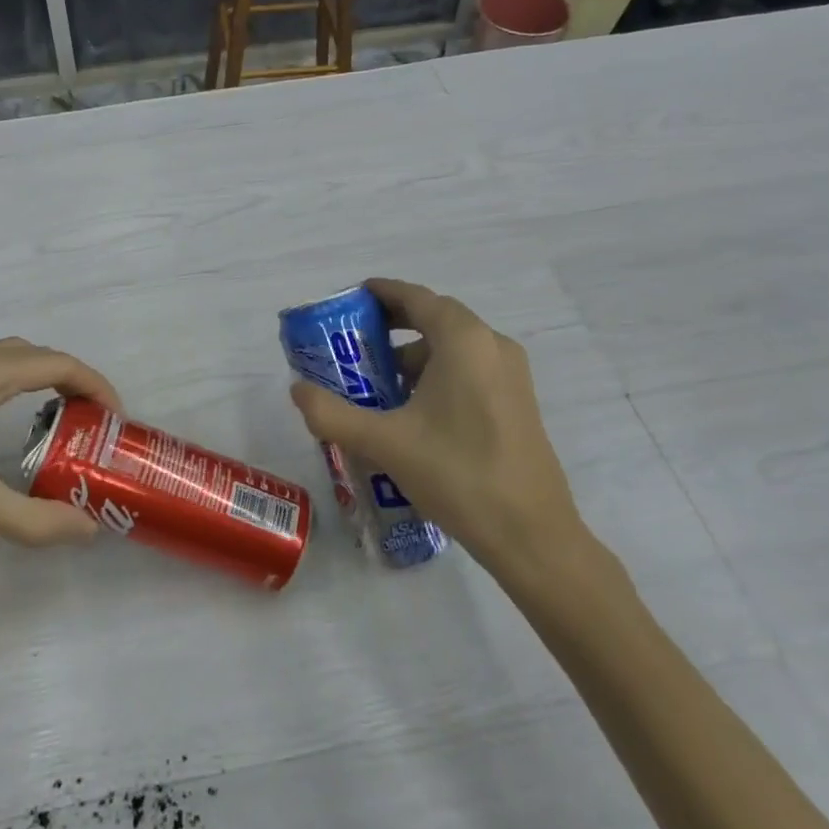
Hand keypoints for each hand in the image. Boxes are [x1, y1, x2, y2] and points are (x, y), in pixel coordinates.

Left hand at [0, 338, 120, 551]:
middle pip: (36, 356)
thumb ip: (37, 519)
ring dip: (40, 378)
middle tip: (91, 420)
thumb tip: (89, 530)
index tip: (115, 417)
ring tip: (57, 417)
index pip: (60, 365)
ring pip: (7, 359)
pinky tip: (3, 420)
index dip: (96, 386)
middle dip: (71, 381)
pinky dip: (11, 382)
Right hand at [288, 278, 590, 591]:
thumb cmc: (457, 474)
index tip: (351, 300)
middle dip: (393, 326)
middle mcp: (492, 346)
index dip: (382, 293)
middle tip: (354, 343)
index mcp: (464, 341)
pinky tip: (413, 413)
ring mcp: (511, 375)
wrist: (531, 535)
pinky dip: (437, 375)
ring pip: (453, 348)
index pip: (416, 298)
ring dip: (414, 356)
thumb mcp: (385, 443)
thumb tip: (296, 390)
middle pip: (435, 318)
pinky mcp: (517, 402)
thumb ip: (332, 413)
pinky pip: (469, 370)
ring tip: (377, 385)